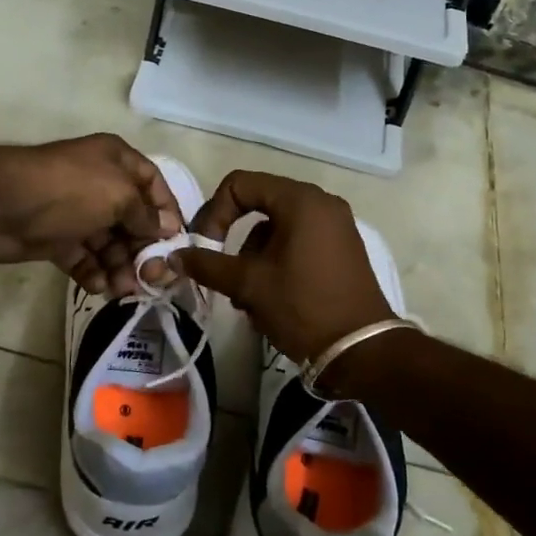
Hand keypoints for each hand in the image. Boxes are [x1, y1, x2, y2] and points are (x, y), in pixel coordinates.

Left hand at [0, 134, 181, 296]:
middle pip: (133, 220)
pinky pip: (84, 258)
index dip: (168, 214)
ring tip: (122, 289)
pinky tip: (98, 287)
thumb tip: (167, 229)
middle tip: (151, 279)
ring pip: (110, 244)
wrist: (0, 204)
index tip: (176, 245)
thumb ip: (146, 215)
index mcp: (117, 161)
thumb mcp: (118, 195)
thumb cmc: (69, 190)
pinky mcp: (56, 239)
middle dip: (144, 249)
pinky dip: (93, 273)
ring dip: (120, 267)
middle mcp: (100, 184)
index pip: (154, 186)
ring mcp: (77, 212)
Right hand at [173, 171, 394, 361]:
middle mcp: (321, 203)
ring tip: (246, 298)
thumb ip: (208, 265)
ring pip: (277, 228)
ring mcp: (335, 225)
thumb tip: (174, 256)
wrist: (362, 350)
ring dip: (253, 257)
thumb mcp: (249, 284)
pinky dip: (276, 261)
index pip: (240, 184)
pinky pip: (298, 241)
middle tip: (222, 273)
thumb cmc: (303, 306)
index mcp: (300, 200)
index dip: (214, 212)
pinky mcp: (342, 248)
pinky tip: (269, 298)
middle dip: (234, 240)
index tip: (204, 246)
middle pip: (260, 205)